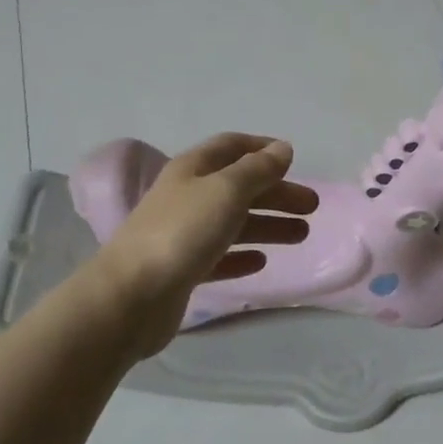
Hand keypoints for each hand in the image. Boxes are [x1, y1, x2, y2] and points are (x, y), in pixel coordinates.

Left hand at [88, 133, 317, 361]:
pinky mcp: (182, 271)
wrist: (131, 297)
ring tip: (301, 235)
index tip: (293, 158)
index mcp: (193, 169)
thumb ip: (258, 169)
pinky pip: (220, 257)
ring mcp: (183, 235)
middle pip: (239, 187)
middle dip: (276, 193)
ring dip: (268, 225)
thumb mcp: (227, 190)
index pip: (232, 146)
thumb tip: (282, 148)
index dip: (262, 148)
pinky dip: (243, 255)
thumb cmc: (183, 232)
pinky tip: (261, 261)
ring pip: (234, 222)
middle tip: (312, 207)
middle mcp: (187, 197)